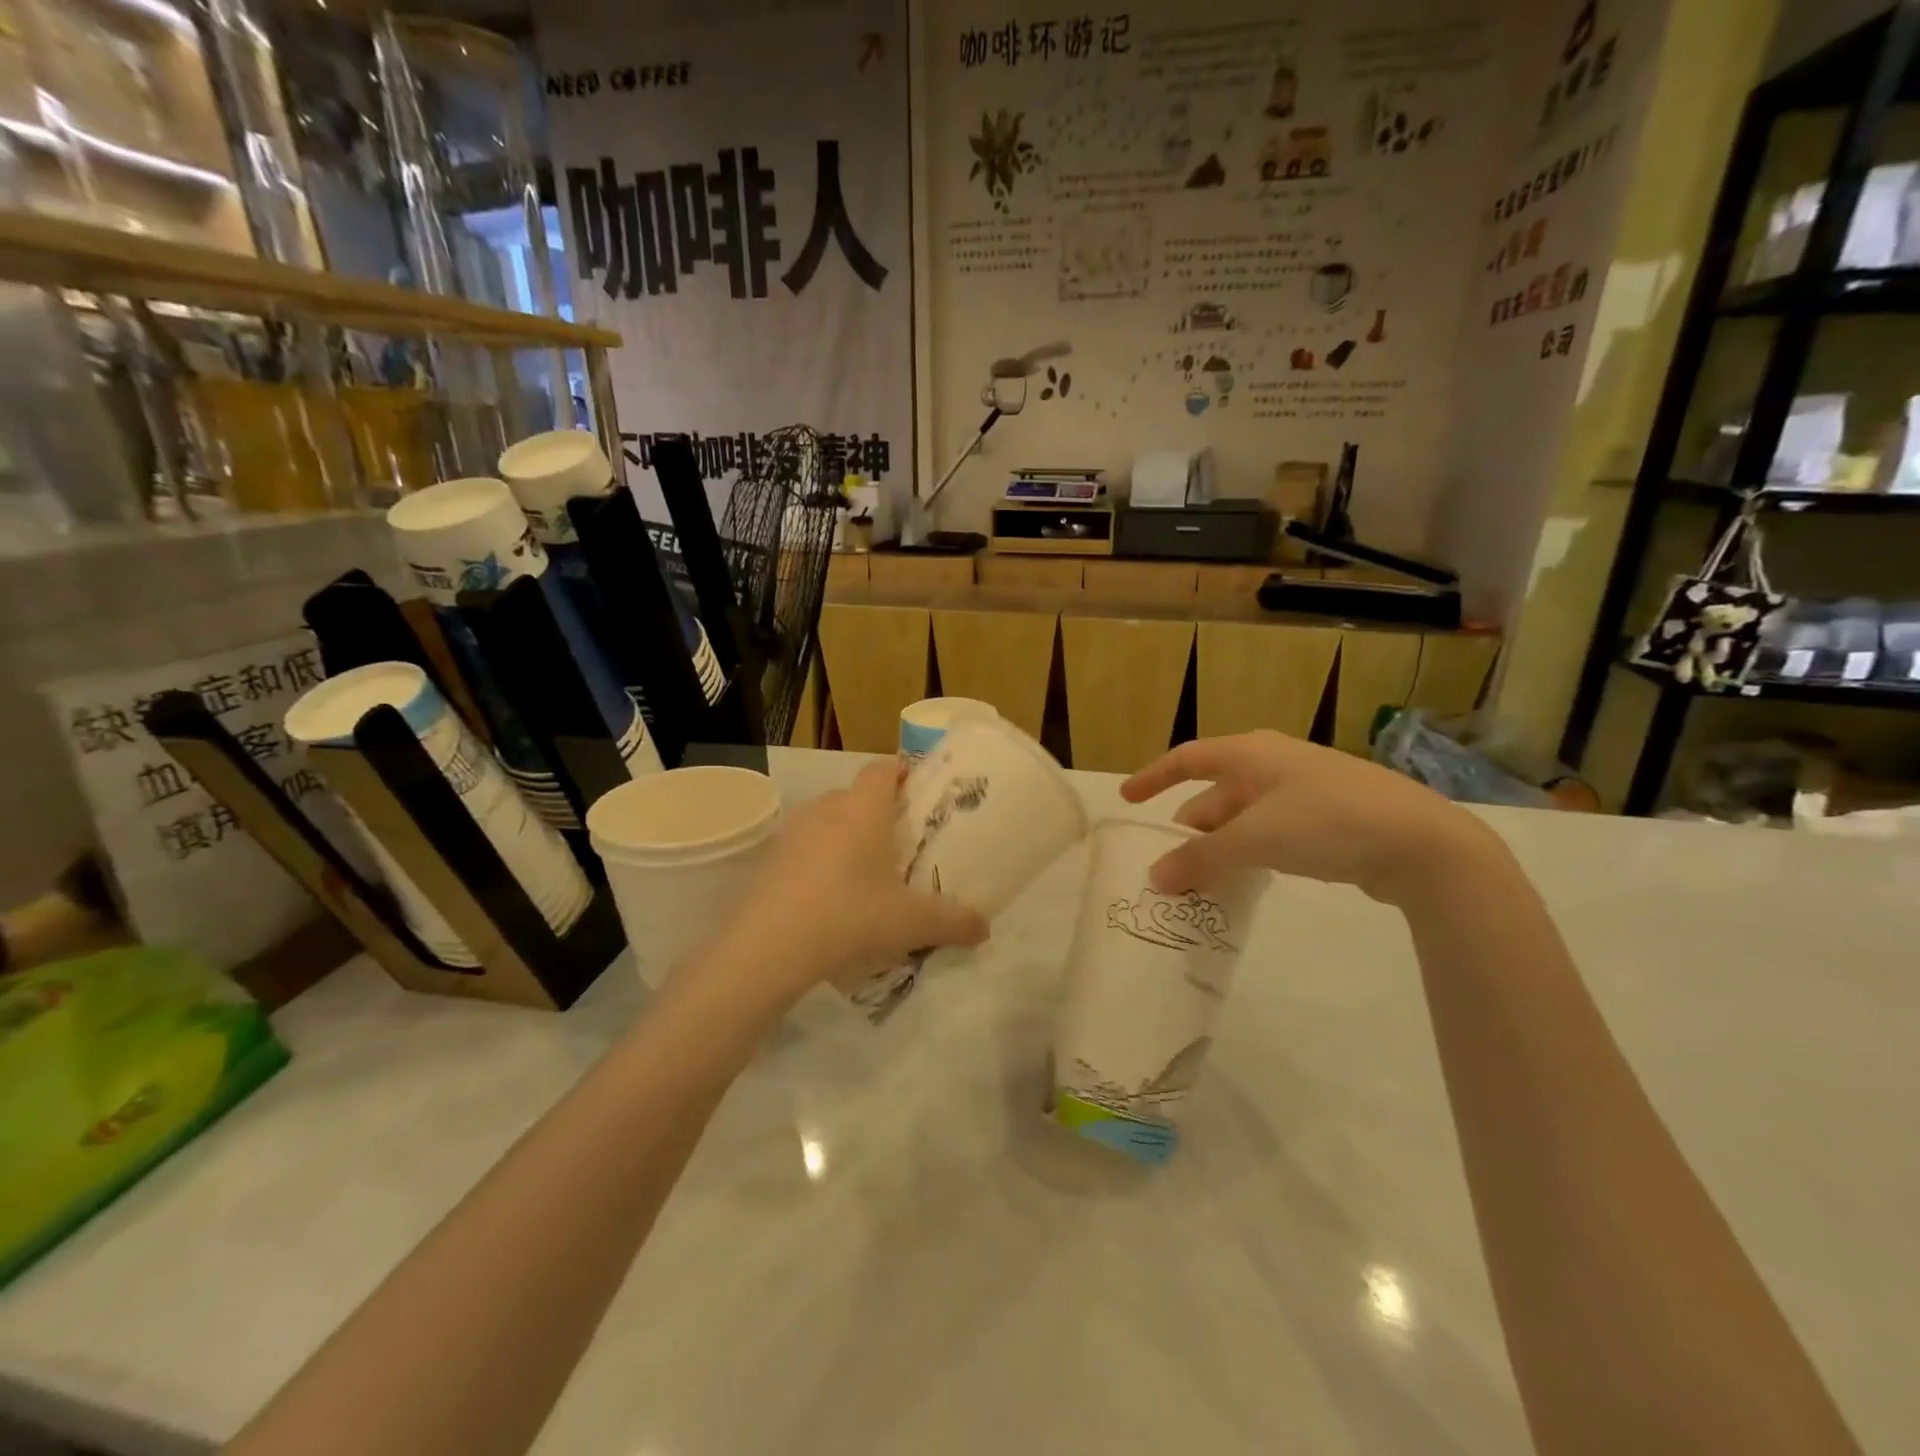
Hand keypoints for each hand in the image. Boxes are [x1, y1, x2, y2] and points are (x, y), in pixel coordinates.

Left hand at [697, 760, 988, 1006]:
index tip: (919, 790)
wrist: (768, 948)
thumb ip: (954, 922)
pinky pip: (803, 847)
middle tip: (899, 840)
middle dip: (877, 811)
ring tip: (864, 871)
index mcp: (862, 809)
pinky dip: (818, 860)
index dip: (902, 771)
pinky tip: (829, 896)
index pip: (883, 768)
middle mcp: (825, 809)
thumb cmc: (850, 916)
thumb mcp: (911, 922)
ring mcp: (791, 833)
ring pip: (826, 821)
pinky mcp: (768, 860)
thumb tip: (985, 928)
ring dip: (845, 836)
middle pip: (855, 795)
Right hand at [1121, 731, 1497, 906]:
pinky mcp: (1329, 818)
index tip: (1127, 799)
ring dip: (1221, 840)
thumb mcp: (1255, 840)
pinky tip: (1249, 874)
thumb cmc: (1327, 822)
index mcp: (1252, 753)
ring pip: (1245, 813)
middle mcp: (1275, 763)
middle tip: (1170, 854)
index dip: (1154, 777)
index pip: (1188, 758)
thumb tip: (1155, 878)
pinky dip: (1250, 849)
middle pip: (1216, 789)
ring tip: (1204, 873)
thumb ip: (1200, 859)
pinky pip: (1271, 829)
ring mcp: (1305, 789)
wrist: (1423, 842)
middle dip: (1190, 822)